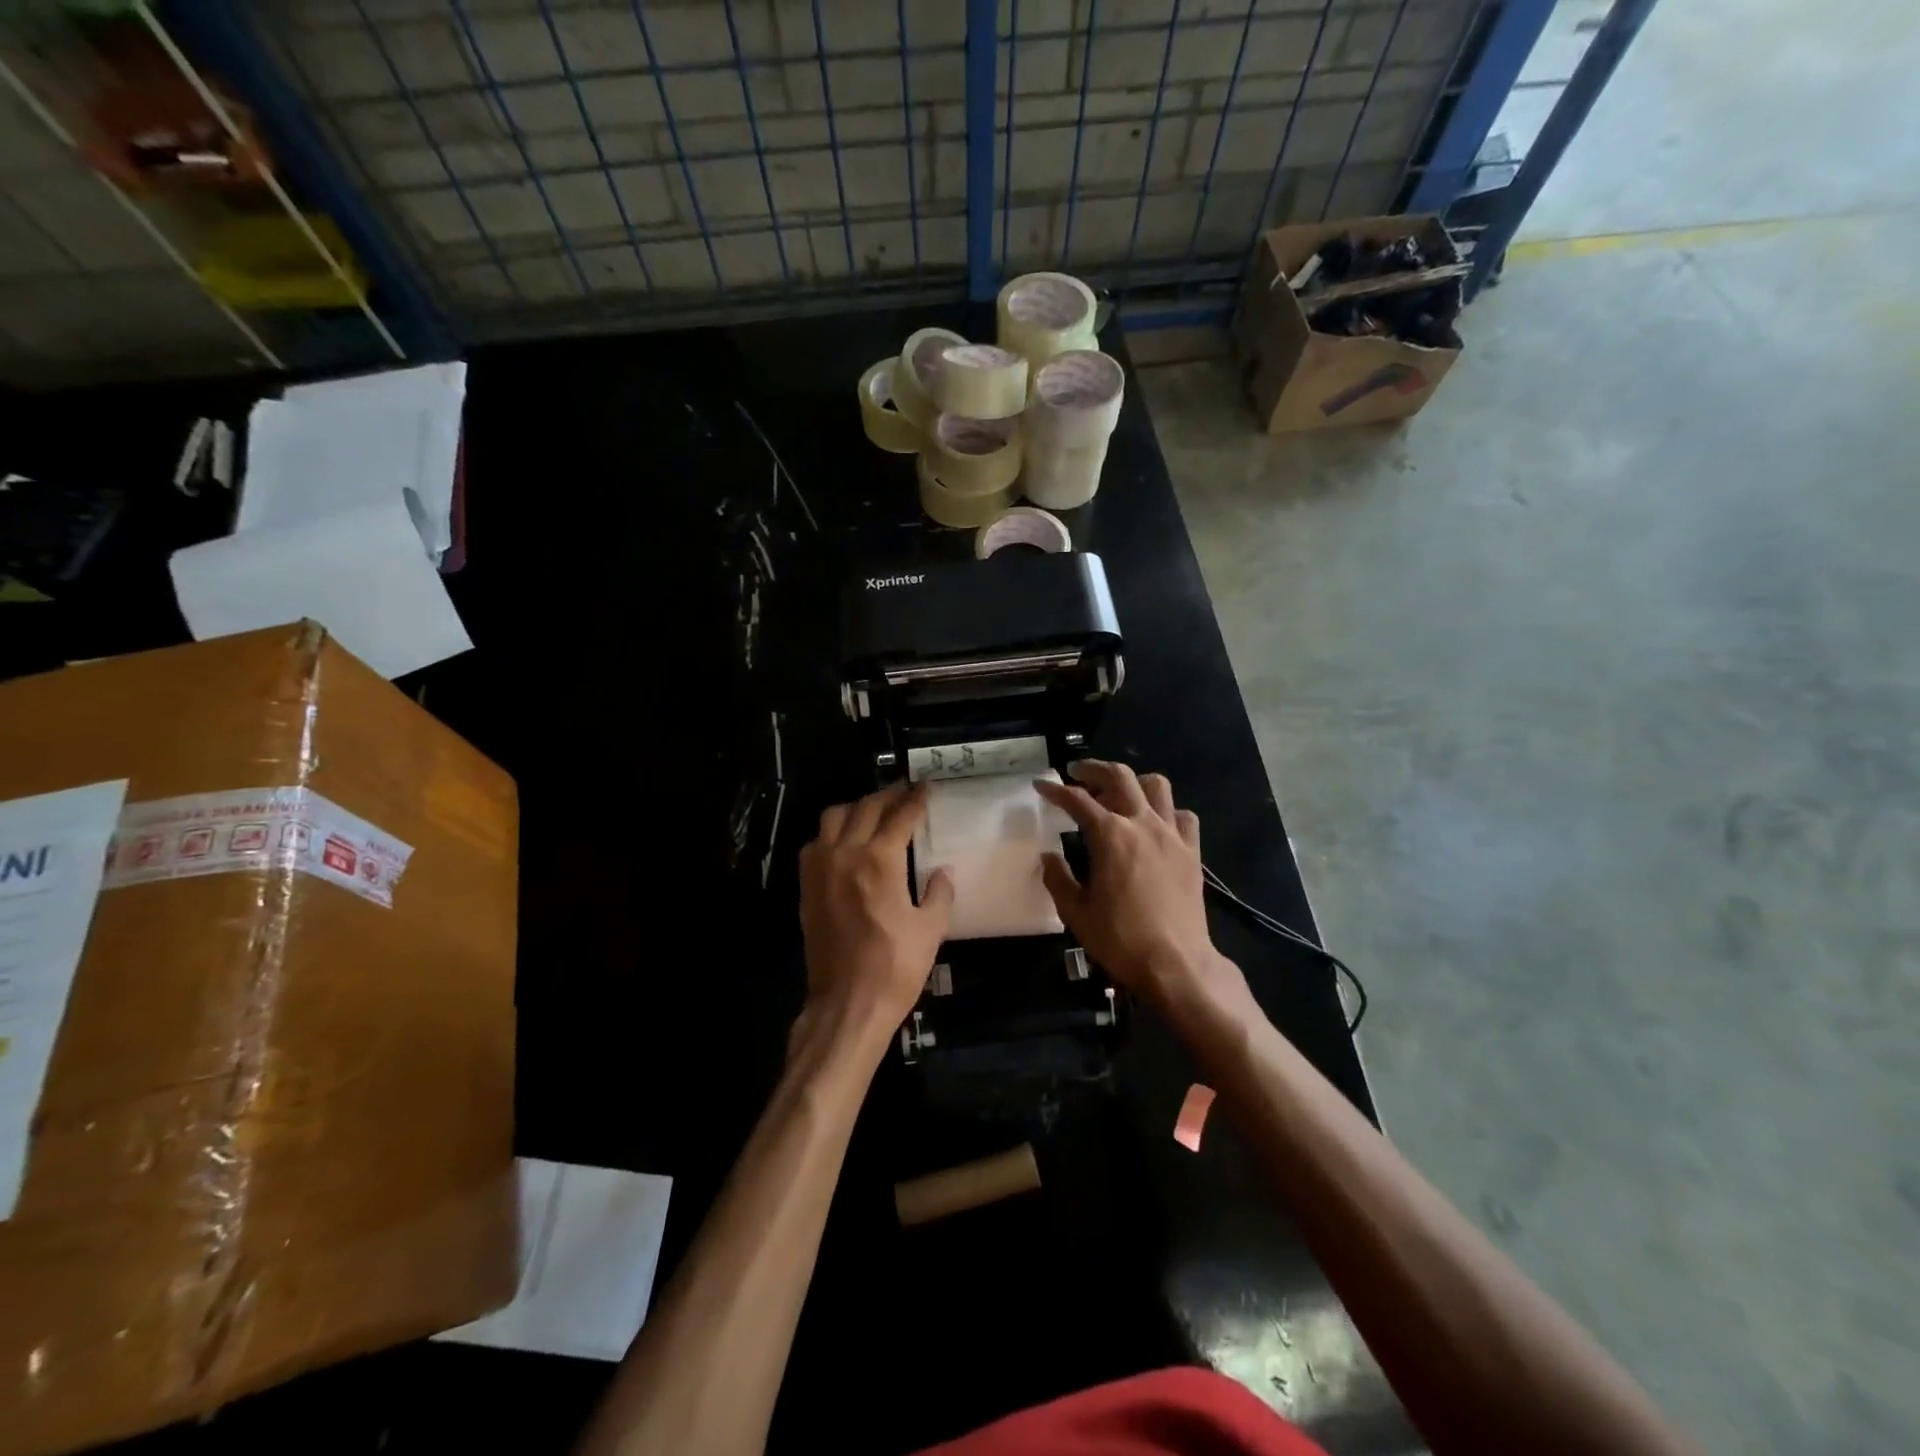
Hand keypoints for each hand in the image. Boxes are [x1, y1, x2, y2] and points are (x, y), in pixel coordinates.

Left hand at [798, 783, 953, 1042]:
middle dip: (886, 797)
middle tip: (903, 793)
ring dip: (856, 808)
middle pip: (865, 808)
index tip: (924, 789)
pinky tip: (845, 842)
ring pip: (833, 818)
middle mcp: (845, 854)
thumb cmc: (895, 967)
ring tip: (873, 811)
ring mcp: (820, 868)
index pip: (899, 817)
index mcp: (879, 860)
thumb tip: (943, 872)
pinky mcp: (806, 886)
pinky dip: (832, 832)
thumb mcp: (930, 929)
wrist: (847, 1003)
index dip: (914, 800)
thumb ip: (939, 893)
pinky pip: (815, 843)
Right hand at [1036, 762, 1247, 1012]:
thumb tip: (1049, 856)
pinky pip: (1183, 816)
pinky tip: (1155, 824)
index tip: (1041, 785)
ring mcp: (1171, 834)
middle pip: (1119, 777)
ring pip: (1156, 786)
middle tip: (1076, 773)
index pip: (1076, 800)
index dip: (1055, 789)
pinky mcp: (1191, 851)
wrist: (1176, 963)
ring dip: (1133, 782)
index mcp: (1110, 835)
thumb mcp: (1075, 912)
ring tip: (1118, 794)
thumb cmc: (1120, 939)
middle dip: (1093, 769)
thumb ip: (1058, 878)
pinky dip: (1167, 811)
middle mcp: (1142, 824)